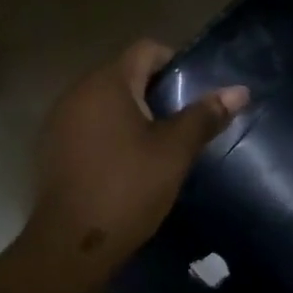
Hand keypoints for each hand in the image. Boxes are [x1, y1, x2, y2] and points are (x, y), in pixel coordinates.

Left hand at [27, 39, 247, 280]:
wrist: (73, 243)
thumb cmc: (128, 189)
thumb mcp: (174, 152)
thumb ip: (204, 116)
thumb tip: (239, 91)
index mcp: (106, 83)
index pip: (146, 49)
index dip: (175, 63)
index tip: (194, 93)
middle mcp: (76, 92)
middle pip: (124, 74)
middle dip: (155, 92)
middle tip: (183, 122)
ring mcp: (59, 121)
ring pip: (105, 103)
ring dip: (132, 115)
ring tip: (159, 145)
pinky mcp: (52, 148)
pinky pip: (88, 126)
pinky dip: (110, 134)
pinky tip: (126, 164)